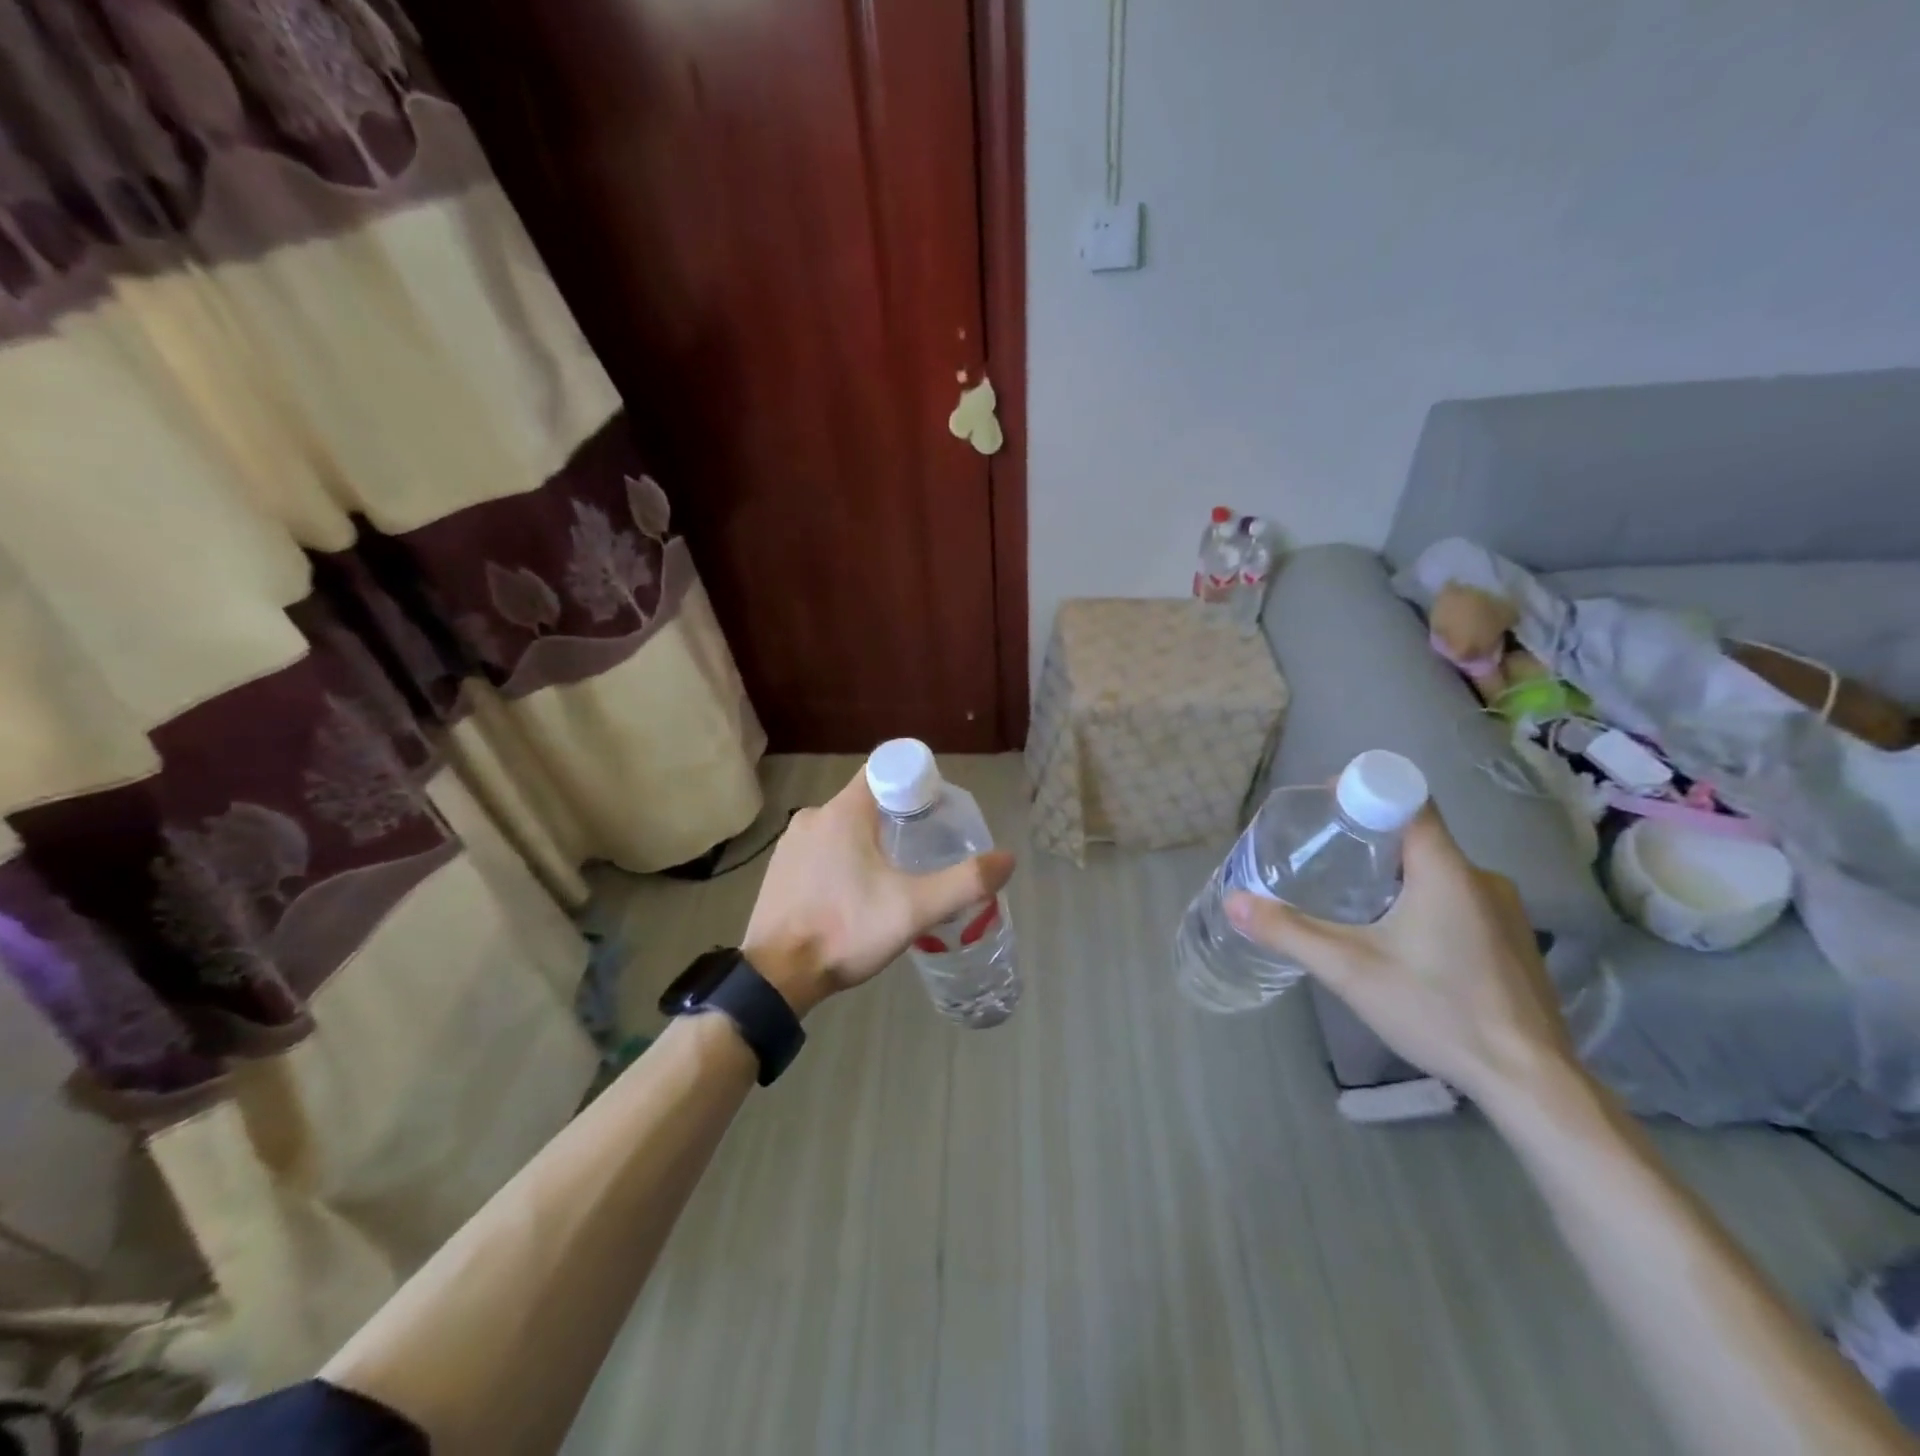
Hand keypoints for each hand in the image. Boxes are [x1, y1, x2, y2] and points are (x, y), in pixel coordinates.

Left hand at [742, 770, 1015, 1017]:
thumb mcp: (914, 910)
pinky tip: (854, 894)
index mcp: (843, 812)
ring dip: (869, 841)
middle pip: (866, 801)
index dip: (915, 784)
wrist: (775, 977)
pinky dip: (842, 860)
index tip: (935, 811)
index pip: (885, 771)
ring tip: (893, 876)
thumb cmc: (846, 930)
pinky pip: (820, 850)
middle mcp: (813, 816)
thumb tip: (1007, 859)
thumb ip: (964, 883)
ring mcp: (790, 843)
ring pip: (842, 827)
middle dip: (897, 818)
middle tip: (924, 850)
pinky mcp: (778, 870)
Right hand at [1224, 804, 1578, 1107]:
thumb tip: (1234, 901)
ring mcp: (1504, 910)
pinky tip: (1398, 939)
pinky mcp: (1511, 940)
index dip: (1363, 791)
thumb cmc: (1438, 1010)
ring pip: (1436, 870)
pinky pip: (1457, 898)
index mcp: (1446, 870)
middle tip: (1322, 858)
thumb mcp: (1349, 970)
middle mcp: (1481, 878)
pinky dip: (1420, 900)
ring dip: (1393, 874)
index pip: (1407, 800)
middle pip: (1416, 836)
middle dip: (1366, 839)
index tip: (1323, 806)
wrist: (1530, 1082)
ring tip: (1350, 898)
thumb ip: (1288, 932)